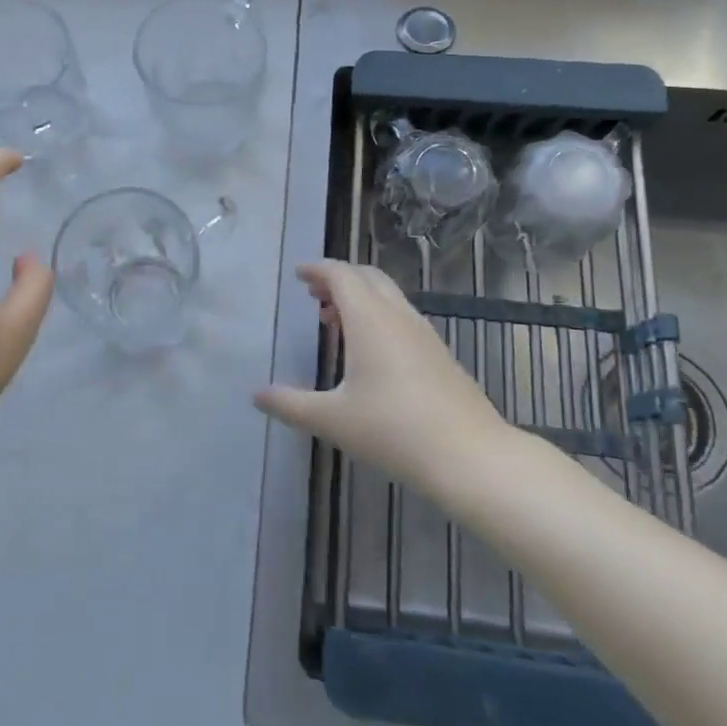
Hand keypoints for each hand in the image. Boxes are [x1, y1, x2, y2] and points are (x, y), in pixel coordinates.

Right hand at [255, 260, 502, 493]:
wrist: (470, 456)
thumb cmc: (393, 430)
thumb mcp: (332, 420)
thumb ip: (290, 404)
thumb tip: (257, 395)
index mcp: (369, 319)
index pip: (341, 275)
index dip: (318, 269)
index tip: (299, 275)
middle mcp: (397, 316)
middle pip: (367, 277)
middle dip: (339, 278)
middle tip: (313, 294)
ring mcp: (423, 333)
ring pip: (388, 296)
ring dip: (360, 297)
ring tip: (335, 321)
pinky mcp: (439, 353)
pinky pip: (402, 316)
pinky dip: (378, 316)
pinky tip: (370, 352)